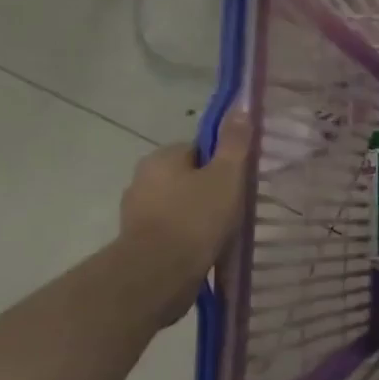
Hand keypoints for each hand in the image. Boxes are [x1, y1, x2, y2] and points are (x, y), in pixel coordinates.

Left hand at [118, 112, 251, 318]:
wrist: (160, 273)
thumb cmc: (196, 217)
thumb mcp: (226, 175)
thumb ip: (235, 143)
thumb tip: (241, 106)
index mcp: (161, 158)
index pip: (197, 150)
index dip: (222, 163)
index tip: (239, 181)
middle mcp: (142, 180)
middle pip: (187, 178)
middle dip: (209, 191)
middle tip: (236, 208)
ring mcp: (137, 214)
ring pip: (178, 206)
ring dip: (198, 216)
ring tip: (224, 233)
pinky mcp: (139, 243)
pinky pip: (171, 232)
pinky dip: (188, 238)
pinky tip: (206, 250)